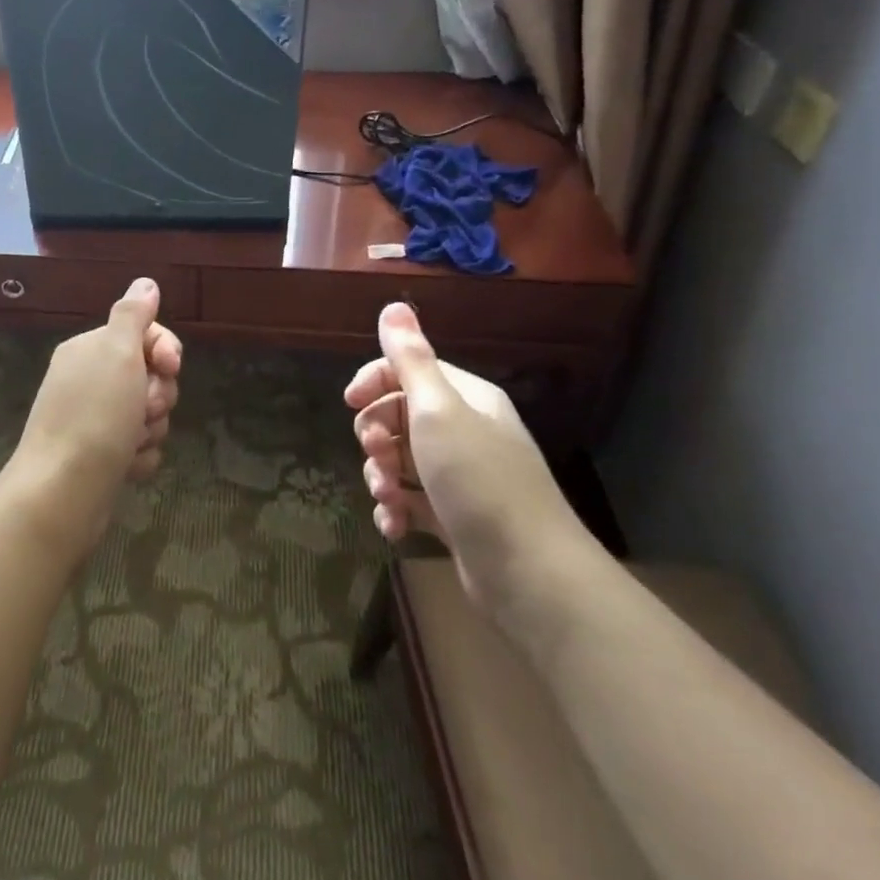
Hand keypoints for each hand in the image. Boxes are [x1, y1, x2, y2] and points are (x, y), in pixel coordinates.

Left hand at [6, 278, 182, 563]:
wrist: (62, 492)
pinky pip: (139, 447)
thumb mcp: (117, 352)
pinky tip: (125, 467)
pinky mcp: (100, 455)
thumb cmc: (95, 415)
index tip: (170, 367)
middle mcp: (88, 379)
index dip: (165, 349)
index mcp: (89, 349)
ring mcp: (93, 419)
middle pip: (150, 375)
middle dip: (159, 395)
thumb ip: (134, 314)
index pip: (143, 333)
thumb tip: (145, 282)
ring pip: (149, 414)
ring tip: (130, 443)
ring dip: (150, 429)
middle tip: (143, 410)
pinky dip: (139, 457)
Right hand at [345, 302, 598, 614]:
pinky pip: (411, 500)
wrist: (529, 574)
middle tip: (377, 457)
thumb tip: (394, 305)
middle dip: (376, 436)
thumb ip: (411, 359)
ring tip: (388, 499)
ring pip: (401, 461)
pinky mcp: (455, 515)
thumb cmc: (478, 480)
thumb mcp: (438, 411)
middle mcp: (465, 431)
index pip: (409, 371)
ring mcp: (460, 476)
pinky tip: (394, 527)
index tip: (350, 403)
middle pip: (399, 416)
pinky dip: (396, 510)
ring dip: (382, 477)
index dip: (374, 382)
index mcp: (466, 398)